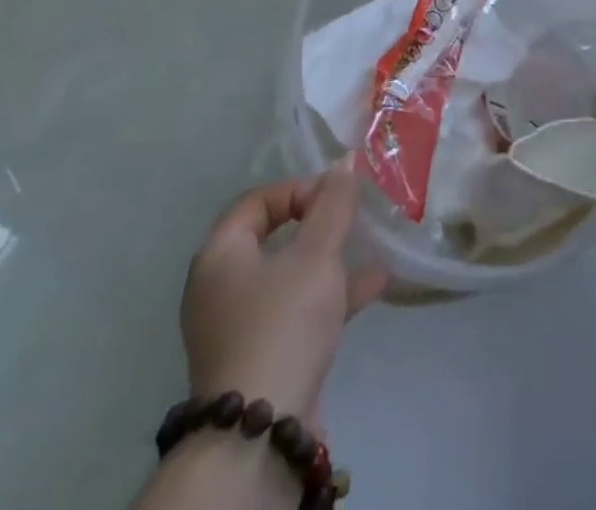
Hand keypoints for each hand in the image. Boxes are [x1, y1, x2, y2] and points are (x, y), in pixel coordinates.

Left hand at [179, 162, 387, 417]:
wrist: (260, 434)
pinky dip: (331, 294)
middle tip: (352, 217)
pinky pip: (298, 310)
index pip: (257, 200)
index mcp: (220, 255)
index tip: (335, 197)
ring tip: (372, 246)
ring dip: (331, 259)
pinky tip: (375, 284)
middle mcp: (221, 287)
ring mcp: (239, 326)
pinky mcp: (261, 357)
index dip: (298, 189)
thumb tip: (345, 161)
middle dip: (319, 223)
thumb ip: (333, 204)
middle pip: (273, 236)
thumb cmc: (282, 323)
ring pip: (290, 275)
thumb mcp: (316, 254)